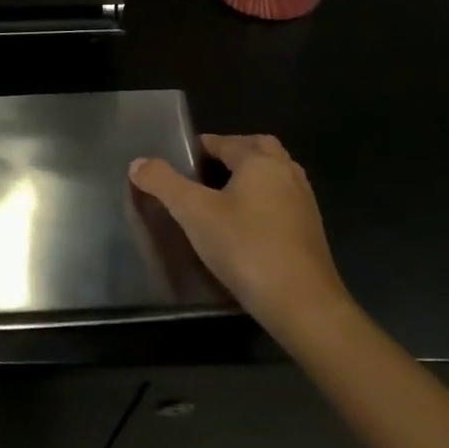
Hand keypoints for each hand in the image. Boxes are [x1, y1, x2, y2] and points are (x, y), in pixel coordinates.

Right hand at [129, 134, 349, 338]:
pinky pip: (283, 200)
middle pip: (259, 148)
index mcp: (260, 162)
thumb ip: (163, 183)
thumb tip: (137, 163)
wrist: (303, 305)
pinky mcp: (310, 232)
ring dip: (251, 176)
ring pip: (275, 174)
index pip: (225, 142)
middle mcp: (287, 174)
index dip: (200, 146)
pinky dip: (263, 200)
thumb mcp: (193, 213)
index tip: (179, 159)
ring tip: (221, 195)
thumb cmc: (245, 247)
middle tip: (204, 170)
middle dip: (233, 152)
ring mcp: (304, 204)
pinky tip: (245, 224)